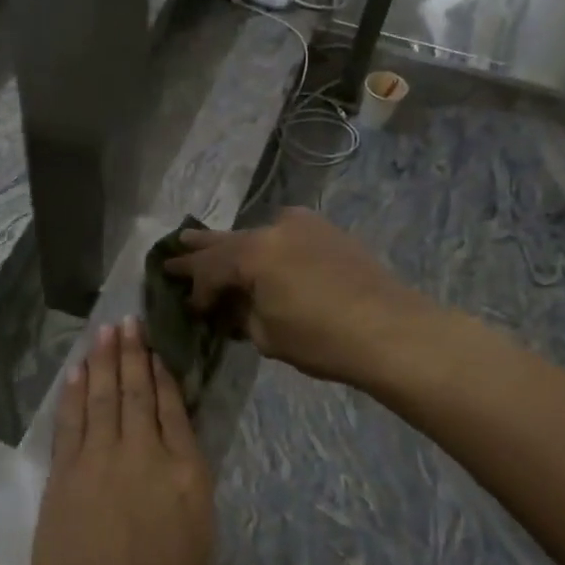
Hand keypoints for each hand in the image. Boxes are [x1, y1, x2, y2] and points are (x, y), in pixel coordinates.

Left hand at [23, 316, 213, 564]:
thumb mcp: (197, 542)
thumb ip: (187, 490)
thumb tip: (176, 457)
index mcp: (187, 475)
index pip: (175, 410)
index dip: (164, 376)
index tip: (158, 350)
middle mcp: (145, 455)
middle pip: (138, 393)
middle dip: (134, 354)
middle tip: (129, 321)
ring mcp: (101, 459)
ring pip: (105, 397)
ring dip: (106, 361)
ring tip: (107, 331)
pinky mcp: (67, 471)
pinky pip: (73, 420)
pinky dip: (76, 392)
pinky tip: (79, 371)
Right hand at [165, 207, 427, 386]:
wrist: (392, 331)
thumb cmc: (322, 339)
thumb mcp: (266, 335)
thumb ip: (240, 315)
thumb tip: (230, 308)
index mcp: (253, 253)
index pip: (210, 269)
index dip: (196, 289)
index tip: (190, 307)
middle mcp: (273, 228)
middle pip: (226, 241)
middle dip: (199, 250)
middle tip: (172, 251)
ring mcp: (303, 224)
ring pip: (255, 233)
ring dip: (231, 244)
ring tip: (201, 241)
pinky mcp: (327, 231)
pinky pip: (283, 233)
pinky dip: (264, 243)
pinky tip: (257, 249)